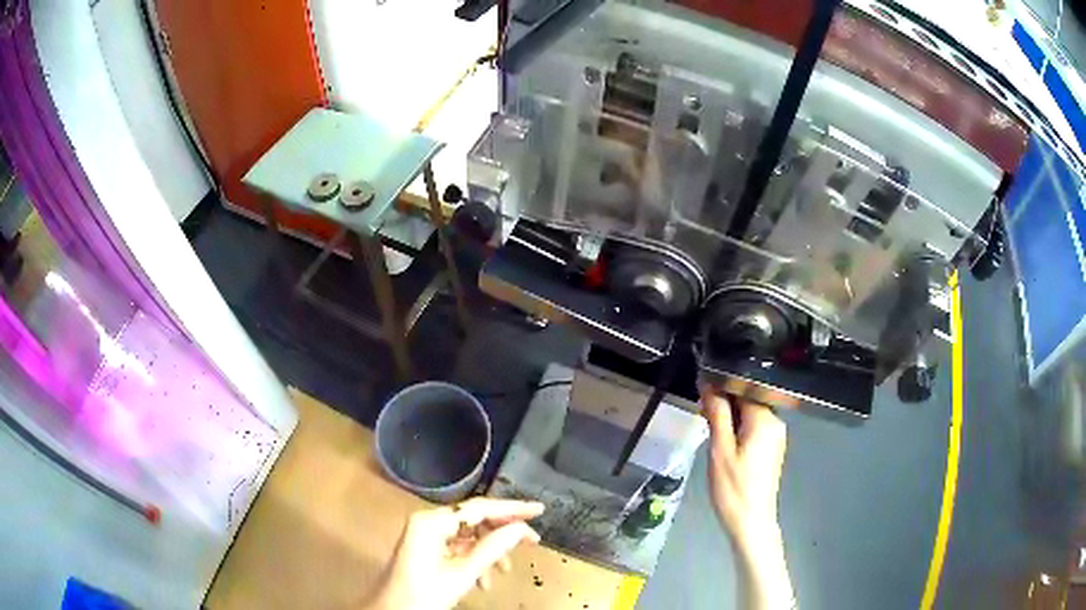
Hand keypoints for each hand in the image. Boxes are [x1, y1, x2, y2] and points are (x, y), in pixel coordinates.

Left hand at [361, 497, 544, 609]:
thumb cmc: (424, 594)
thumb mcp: (462, 574)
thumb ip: (492, 548)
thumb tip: (521, 529)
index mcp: (431, 522)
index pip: (478, 508)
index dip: (512, 509)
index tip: (539, 510)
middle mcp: (428, 522)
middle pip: (474, 519)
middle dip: (502, 532)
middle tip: (532, 542)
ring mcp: (425, 535)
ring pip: (468, 535)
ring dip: (489, 551)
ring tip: (505, 570)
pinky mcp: (426, 549)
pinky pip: (458, 547)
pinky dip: (474, 560)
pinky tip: (484, 580)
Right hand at [702, 388, 793, 609]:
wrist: (751, 522)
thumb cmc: (733, 488)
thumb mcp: (720, 450)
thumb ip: (716, 413)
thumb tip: (708, 382)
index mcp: (765, 419)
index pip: (744, 387)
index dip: (721, 385)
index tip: (701, 390)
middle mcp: (776, 422)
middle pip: (749, 399)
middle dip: (725, 401)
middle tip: (701, 411)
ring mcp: (776, 436)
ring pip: (750, 413)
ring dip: (730, 415)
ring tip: (709, 425)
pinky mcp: (772, 448)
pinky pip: (754, 427)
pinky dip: (738, 427)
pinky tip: (723, 440)